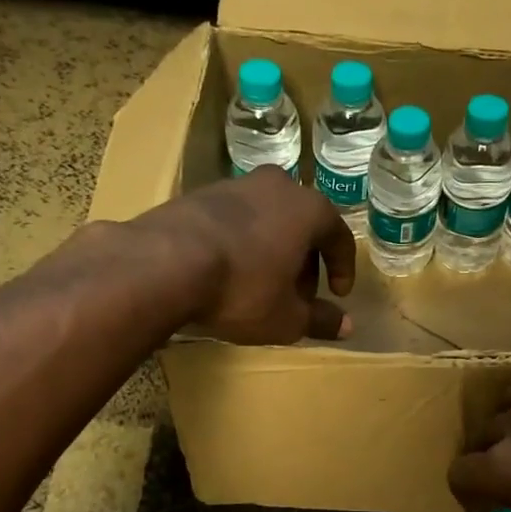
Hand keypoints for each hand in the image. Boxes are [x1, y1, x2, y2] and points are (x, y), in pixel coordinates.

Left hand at [134, 167, 356, 344]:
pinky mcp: (199, 194)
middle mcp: (277, 186)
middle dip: (305, 260)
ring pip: (268, 219)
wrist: (164, 263)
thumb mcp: (287, 318)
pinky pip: (235, 220)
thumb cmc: (242, 288)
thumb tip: (346, 326)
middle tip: (298, 294)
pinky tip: (228, 271)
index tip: (337, 294)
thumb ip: (320, 319)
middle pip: (302, 224)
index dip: (343, 268)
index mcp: (309, 209)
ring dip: (273, 250)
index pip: (339, 236)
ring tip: (262, 284)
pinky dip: (242, 243)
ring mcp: (235, 185)